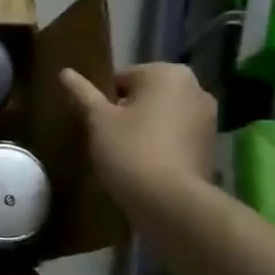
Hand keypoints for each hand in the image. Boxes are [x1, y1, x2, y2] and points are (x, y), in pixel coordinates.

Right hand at [60, 62, 217, 210]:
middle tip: (107, 140)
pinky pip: (176, 139)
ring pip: (162, 118)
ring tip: (124, 157)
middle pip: (146, 96)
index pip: (122, 78)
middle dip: (127, 114)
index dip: (104, 102)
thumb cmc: (130, 150)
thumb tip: (64, 72)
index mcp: (168, 73)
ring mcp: (208, 119)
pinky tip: (145, 169)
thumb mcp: (98, 120)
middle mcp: (196, 88)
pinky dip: (161, 147)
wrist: (170, 202)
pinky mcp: (210, 147)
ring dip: (144, 130)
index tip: (96, 125)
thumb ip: (82, 93)